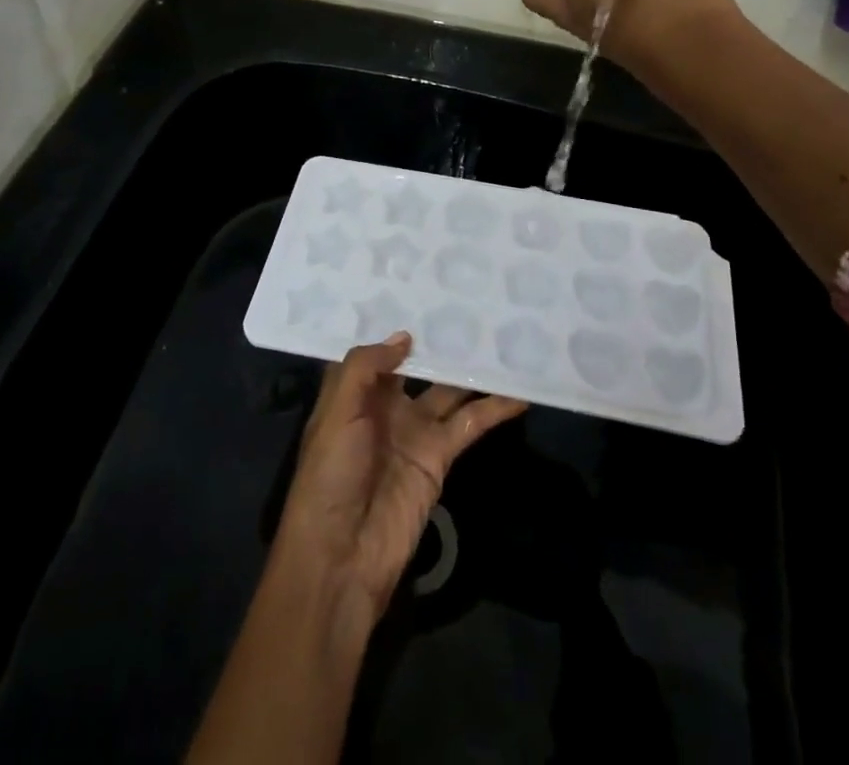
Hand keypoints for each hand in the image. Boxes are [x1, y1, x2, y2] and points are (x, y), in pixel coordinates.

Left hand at [272, 333, 526, 620]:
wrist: (341, 556)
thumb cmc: (330, 474)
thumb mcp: (337, 411)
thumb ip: (367, 367)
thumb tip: (405, 336)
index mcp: (353, 392)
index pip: (378, 351)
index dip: (397, 326)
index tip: (423, 292)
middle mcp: (385, 406)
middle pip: (420, 366)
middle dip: (441, 342)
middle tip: (474, 306)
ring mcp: (415, 432)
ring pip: (450, 392)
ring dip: (474, 371)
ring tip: (504, 340)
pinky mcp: (439, 458)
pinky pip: (469, 426)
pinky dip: (493, 410)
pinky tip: (518, 392)